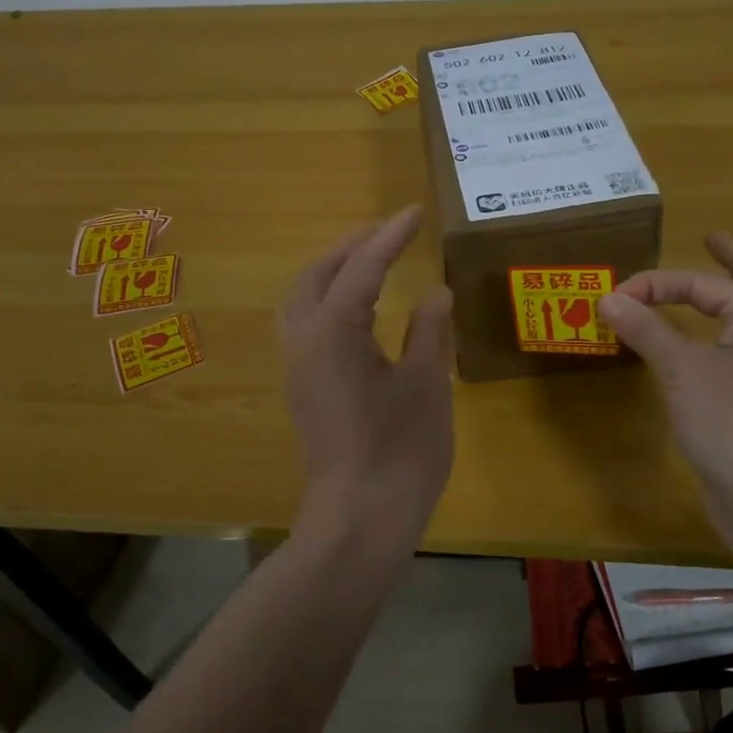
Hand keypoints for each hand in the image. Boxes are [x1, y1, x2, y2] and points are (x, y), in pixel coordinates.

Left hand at [279, 206, 454, 564]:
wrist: (358, 521)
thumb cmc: (400, 450)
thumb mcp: (426, 383)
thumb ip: (428, 330)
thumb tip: (435, 293)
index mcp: (333, 330)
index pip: (363, 266)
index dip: (391, 236)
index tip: (414, 212)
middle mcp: (303, 340)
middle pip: (319, 274)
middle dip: (353, 246)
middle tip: (389, 231)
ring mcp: (296, 367)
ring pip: (303, 299)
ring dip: (333, 271)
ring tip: (369, 261)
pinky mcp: (301, 390)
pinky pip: (305, 324)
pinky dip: (327, 300)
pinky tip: (357, 311)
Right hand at [599, 234, 732, 524]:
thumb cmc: (728, 420)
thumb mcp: (680, 368)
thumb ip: (645, 329)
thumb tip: (608, 298)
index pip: (704, 285)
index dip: (658, 284)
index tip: (617, 297)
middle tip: (711, 241)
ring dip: (732, 297)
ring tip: (709, 288)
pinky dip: (721, 334)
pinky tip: (700, 346)